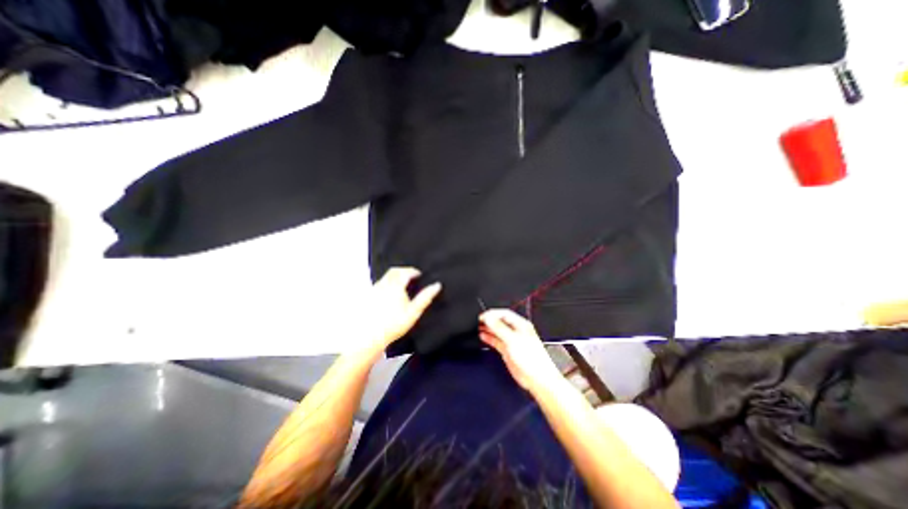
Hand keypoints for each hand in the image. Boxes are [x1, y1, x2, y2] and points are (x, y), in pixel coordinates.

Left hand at [365, 266, 443, 352]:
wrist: (370, 337)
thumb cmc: (394, 324)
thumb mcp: (414, 312)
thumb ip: (425, 297)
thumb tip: (437, 285)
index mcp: (395, 285)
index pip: (405, 272)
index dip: (413, 271)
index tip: (419, 274)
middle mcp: (383, 284)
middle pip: (394, 271)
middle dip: (403, 271)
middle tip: (411, 276)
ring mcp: (374, 289)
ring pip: (385, 277)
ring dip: (395, 276)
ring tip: (402, 284)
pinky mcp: (368, 296)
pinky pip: (379, 284)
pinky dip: (387, 283)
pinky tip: (390, 293)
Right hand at [478, 308, 564, 394]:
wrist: (537, 378)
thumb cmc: (531, 358)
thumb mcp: (513, 340)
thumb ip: (499, 328)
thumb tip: (488, 318)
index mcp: (521, 324)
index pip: (504, 313)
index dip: (492, 314)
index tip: (481, 316)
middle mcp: (516, 331)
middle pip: (500, 321)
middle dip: (489, 320)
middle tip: (478, 321)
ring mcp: (512, 341)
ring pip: (497, 331)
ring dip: (488, 328)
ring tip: (477, 327)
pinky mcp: (508, 350)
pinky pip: (497, 341)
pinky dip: (489, 338)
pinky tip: (483, 336)